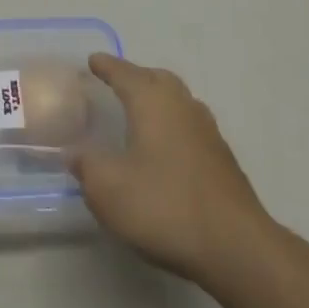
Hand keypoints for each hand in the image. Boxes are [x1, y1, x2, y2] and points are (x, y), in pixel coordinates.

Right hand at [70, 52, 274, 289]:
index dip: (106, 66)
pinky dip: (172, 124)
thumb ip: (86, 165)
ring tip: (138, 112)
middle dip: (135, 76)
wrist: (235, 246)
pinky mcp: (221, 158)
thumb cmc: (164, 206)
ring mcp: (207, 131)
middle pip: (156, 78)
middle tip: (115, 83)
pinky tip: (164, 147)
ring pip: (177, 100)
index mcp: (152, 102)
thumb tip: (73, 152)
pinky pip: (189, 125)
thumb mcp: (107, 189)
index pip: (124, 73)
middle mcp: (182, 106)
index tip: (92, 61)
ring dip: (157, 99)